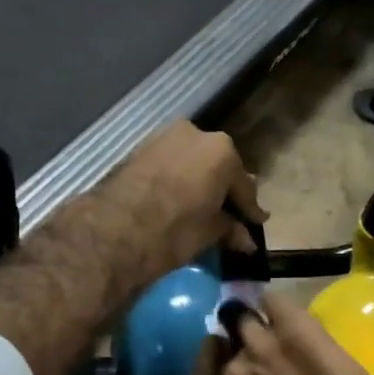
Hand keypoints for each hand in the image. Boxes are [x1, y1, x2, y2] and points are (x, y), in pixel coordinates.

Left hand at [92, 123, 265, 283]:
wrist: (116, 229)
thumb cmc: (175, 230)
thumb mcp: (210, 233)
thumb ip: (230, 229)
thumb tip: (246, 241)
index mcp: (223, 151)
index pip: (244, 185)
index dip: (250, 209)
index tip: (257, 223)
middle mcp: (197, 134)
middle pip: (218, 167)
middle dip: (224, 191)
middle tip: (230, 214)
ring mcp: (165, 137)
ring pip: (192, 162)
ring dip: (199, 183)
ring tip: (202, 208)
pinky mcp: (140, 148)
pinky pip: (170, 164)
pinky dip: (178, 180)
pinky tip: (178, 199)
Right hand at [189, 292, 373, 374]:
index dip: (212, 365)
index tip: (225, 360)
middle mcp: (232, 373)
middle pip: (223, 344)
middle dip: (237, 346)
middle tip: (260, 350)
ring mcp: (258, 343)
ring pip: (243, 319)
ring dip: (254, 322)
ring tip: (276, 325)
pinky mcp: (288, 322)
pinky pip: (269, 300)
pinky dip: (273, 304)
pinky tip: (288, 312)